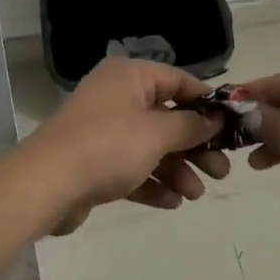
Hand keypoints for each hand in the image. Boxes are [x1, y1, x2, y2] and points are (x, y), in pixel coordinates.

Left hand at [27, 58, 229, 233]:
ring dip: (177, 169)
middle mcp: (116, 97)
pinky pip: (132, 168)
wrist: (48, 183)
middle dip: (195, 146)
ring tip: (196, 195)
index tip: (231, 125)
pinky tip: (173, 202)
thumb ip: (191, 126)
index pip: (178, 81)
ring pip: (151, 147)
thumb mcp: (158, 133)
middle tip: (222, 171)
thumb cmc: (109, 145)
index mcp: (130, 77)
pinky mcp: (94, 162)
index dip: (206, 102)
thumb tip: (214, 119)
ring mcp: (103, 130)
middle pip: (167, 118)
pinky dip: (153, 183)